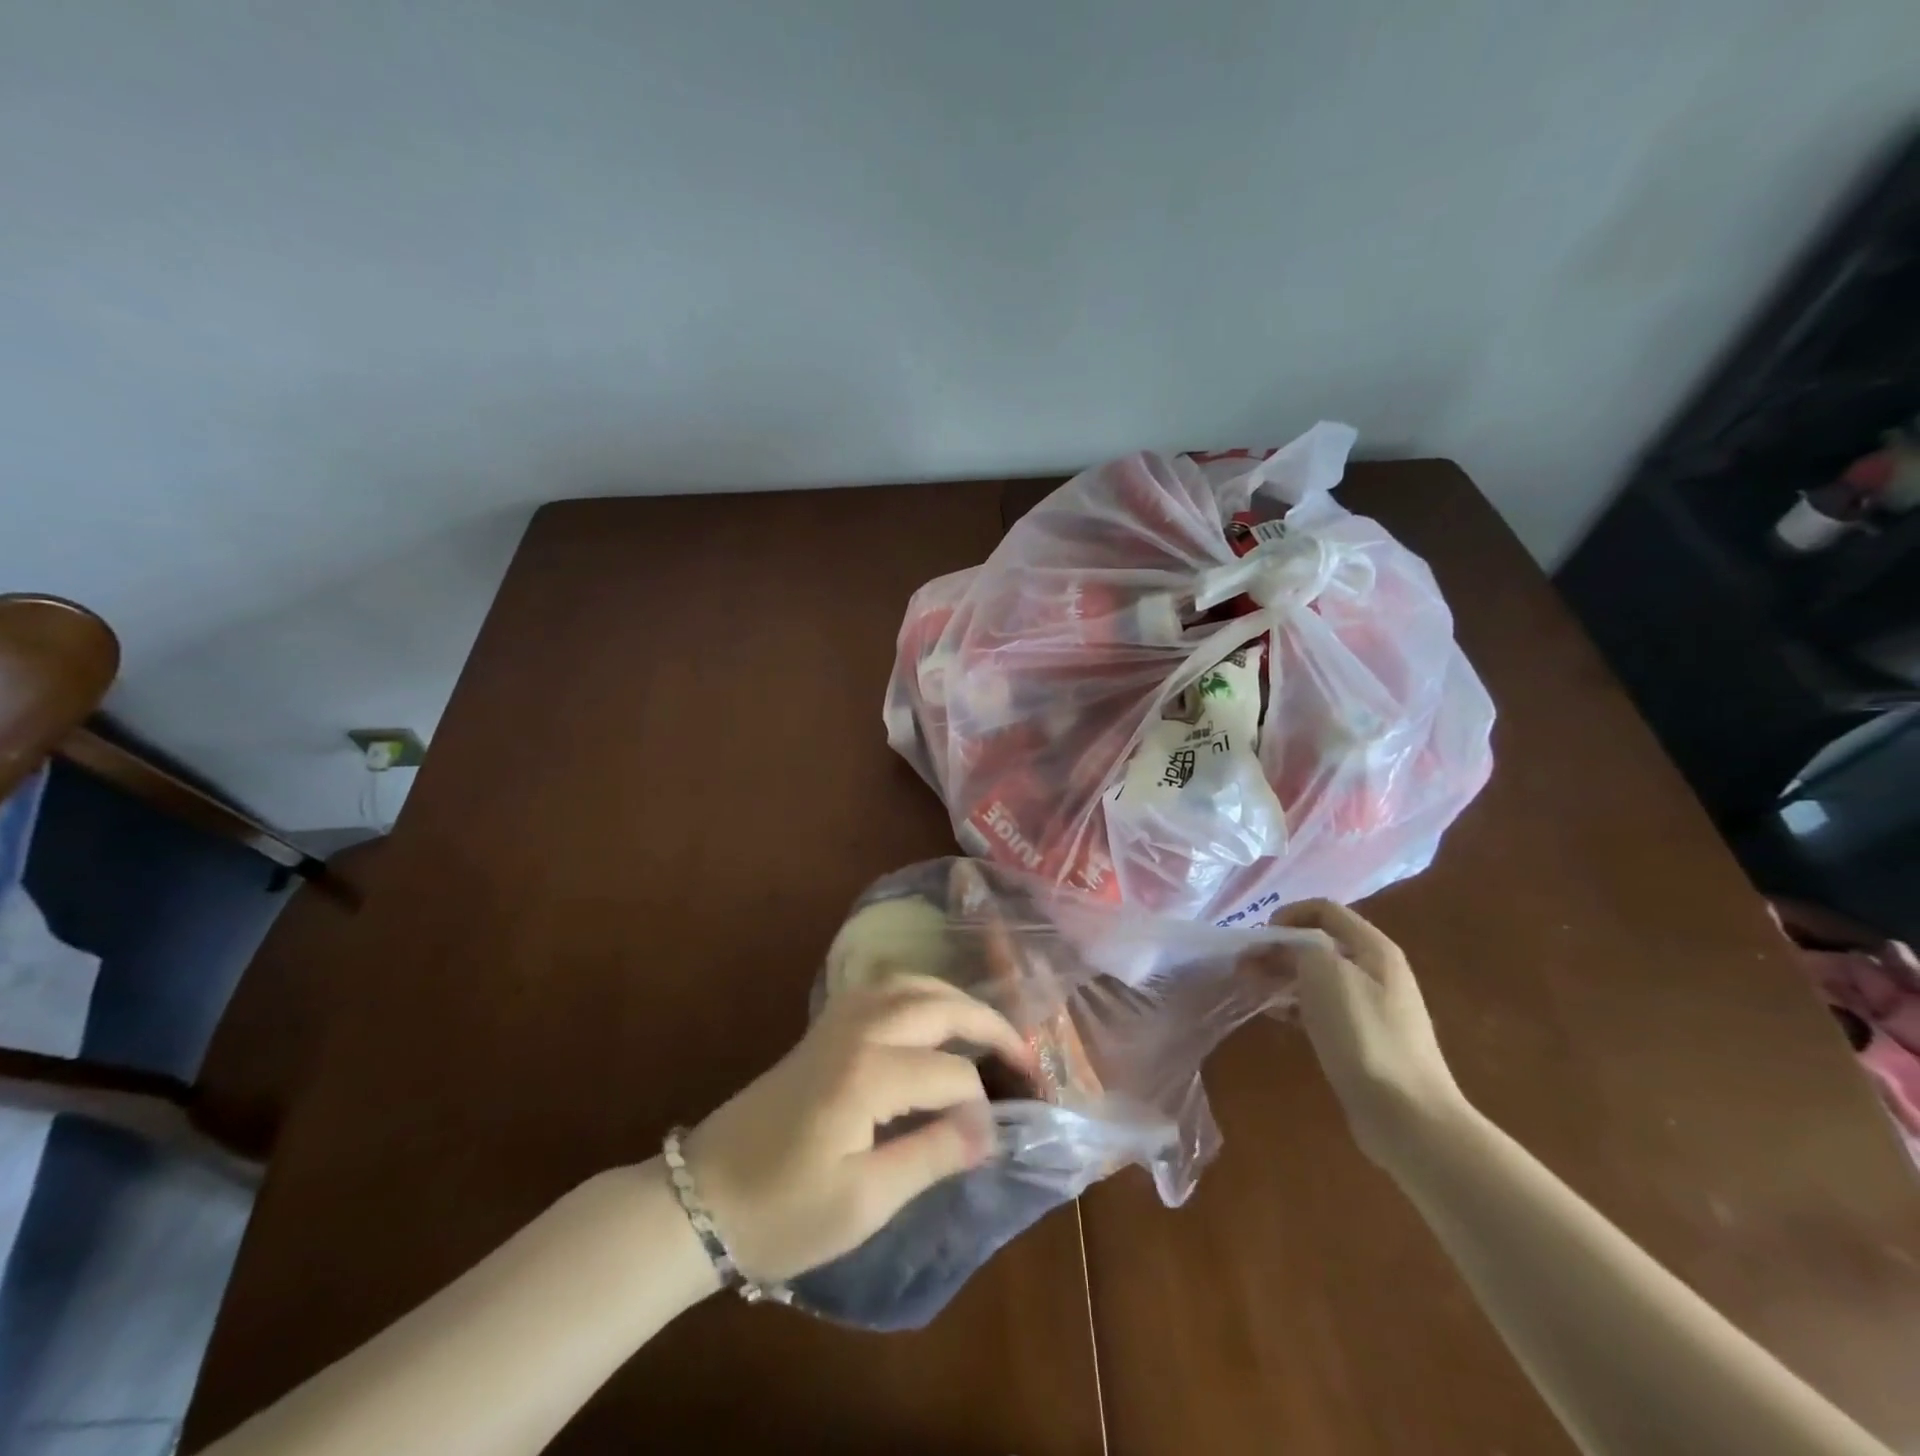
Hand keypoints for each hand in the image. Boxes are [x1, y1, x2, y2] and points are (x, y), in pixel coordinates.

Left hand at [682, 974, 1034, 1283]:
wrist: (701, 1197)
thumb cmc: (782, 1213)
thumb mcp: (863, 1202)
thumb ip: (931, 1155)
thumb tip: (989, 1129)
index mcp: (868, 1074)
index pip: (951, 1074)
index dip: (981, 1104)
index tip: (995, 1137)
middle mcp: (858, 1030)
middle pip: (938, 1006)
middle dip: (987, 1023)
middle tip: (1023, 1053)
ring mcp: (837, 1021)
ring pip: (910, 984)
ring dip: (954, 998)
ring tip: (984, 1028)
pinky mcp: (823, 1027)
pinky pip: (884, 989)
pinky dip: (919, 992)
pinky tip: (930, 1016)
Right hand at [1274, 899, 1463, 1163]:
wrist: (1408, 1116)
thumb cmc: (1364, 1035)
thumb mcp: (1325, 974)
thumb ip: (1299, 947)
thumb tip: (1285, 947)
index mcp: (1373, 948)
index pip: (1324, 910)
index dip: (1287, 914)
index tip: (1258, 937)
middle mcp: (1376, 971)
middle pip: (1319, 944)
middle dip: (1278, 948)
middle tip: (1244, 966)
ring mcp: (1372, 1007)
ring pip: (1317, 977)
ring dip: (1282, 977)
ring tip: (1252, 990)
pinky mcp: (1363, 1039)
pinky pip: (1321, 1008)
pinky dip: (1295, 1006)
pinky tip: (1276, 1016)